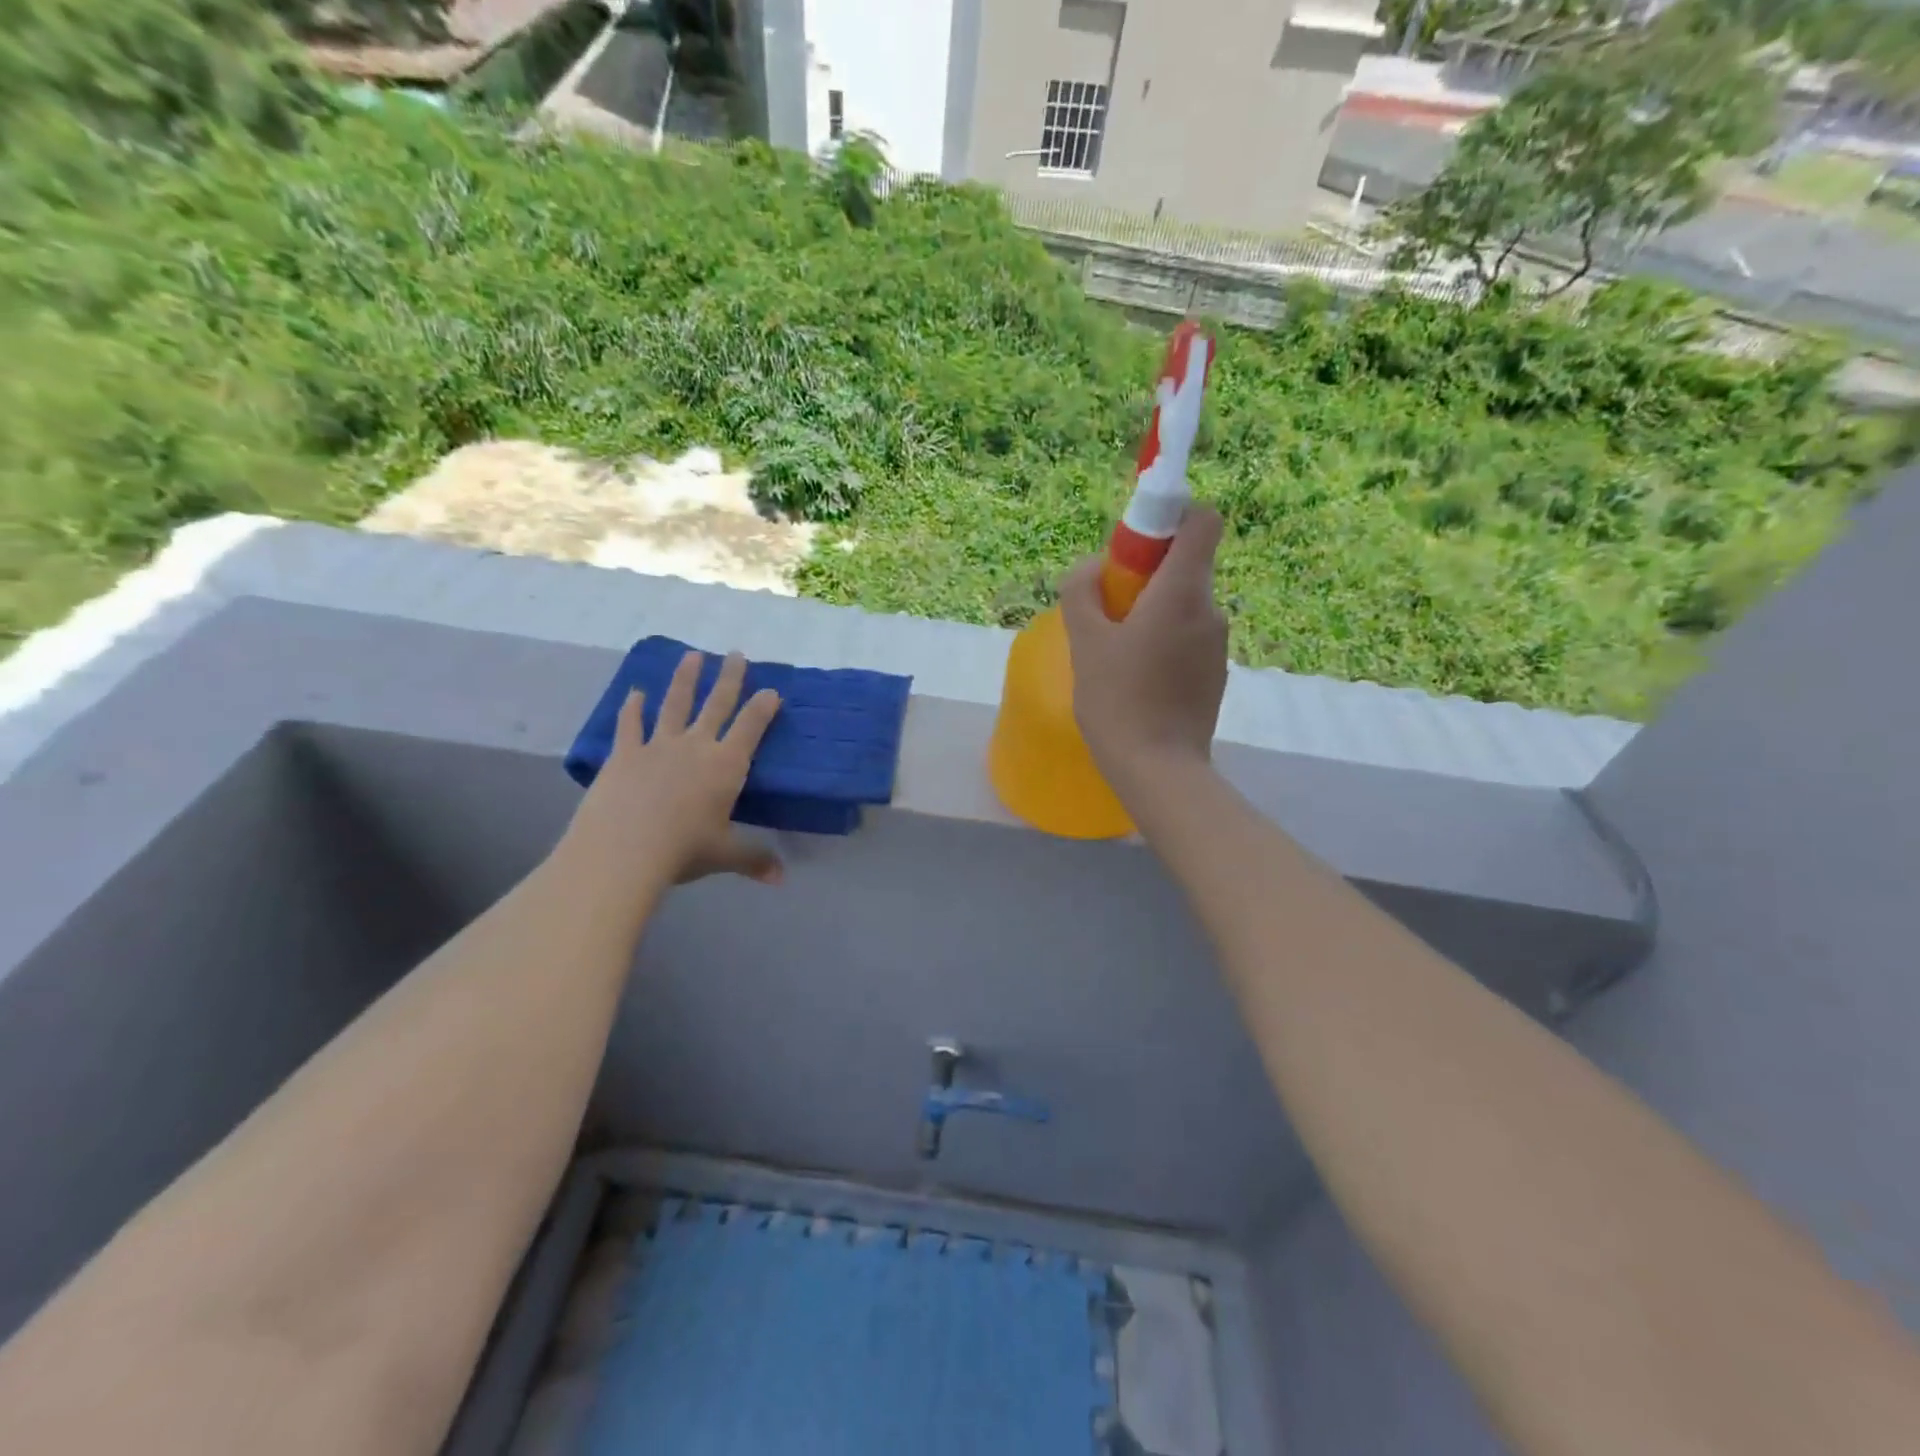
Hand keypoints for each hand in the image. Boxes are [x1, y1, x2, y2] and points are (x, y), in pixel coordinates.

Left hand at [560, 650, 783, 892]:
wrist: (624, 850)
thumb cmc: (684, 850)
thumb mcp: (725, 855)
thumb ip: (754, 860)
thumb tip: (781, 879)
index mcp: (726, 765)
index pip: (751, 727)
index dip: (764, 707)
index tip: (772, 690)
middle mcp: (696, 746)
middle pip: (716, 704)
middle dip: (729, 678)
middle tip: (735, 654)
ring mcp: (658, 746)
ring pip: (675, 704)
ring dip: (685, 679)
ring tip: (692, 656)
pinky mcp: (625, 754)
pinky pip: (630, 725)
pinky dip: (633, 708)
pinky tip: (635, 693)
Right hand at [1060, 506, 1229, 793]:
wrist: (1159, 769)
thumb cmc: (1118, 700)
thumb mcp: (1086, 642)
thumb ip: (1082, 593)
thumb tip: (1088, 567)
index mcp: (1182, 592)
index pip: (1202, 521)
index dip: (1172, 517)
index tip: (1134, 544)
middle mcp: (1210, 610)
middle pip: (1184, 565)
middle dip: (1146, 575)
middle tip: (1108, 609)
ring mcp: (1217, 645)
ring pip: (1183, 605)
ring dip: (1151, 612)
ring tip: (1116, 652)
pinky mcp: (1215, 674)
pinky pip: (1187, 637)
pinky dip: (1163, 642)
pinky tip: (1136, 679)